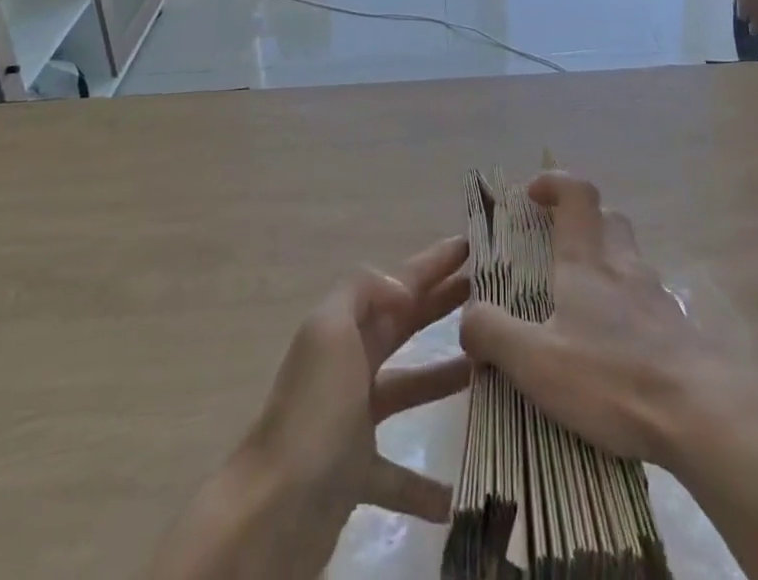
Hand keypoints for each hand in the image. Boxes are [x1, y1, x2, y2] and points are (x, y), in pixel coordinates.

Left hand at [145, 237, 470, 579]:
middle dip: (439, 305)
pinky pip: (397, 474)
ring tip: (485, 372)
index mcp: (343, 327)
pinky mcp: (355, 473)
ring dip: (441, 378)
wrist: (272, 511)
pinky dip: (424, 483)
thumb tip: (402, 290)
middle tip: (486, 298)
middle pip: (402, 326)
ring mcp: (351, 419)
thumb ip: (364, 292)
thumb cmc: (313, 411)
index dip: (431, 263)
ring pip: (406, 388)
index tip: (469, 247)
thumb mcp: (331, 329)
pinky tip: (456, 493)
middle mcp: (347, 365)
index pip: (398, 284)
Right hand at [460, 173, 722, 467]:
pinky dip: (627, 307)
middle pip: (608, 219)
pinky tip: (615, 347)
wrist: (704, 415)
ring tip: (581, 306)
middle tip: (557, 247)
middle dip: (582, 221)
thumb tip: (467, 315)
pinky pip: (647, 300)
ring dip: (606, 265)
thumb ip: (494, 334)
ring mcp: (656, 295)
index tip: (532, 194)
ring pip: (629, 259)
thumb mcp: (537, 362)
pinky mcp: (678, 329)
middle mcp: (623, 266)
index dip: (555, 182)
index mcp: (587, 261)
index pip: (577, 194)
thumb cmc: (613, 378)